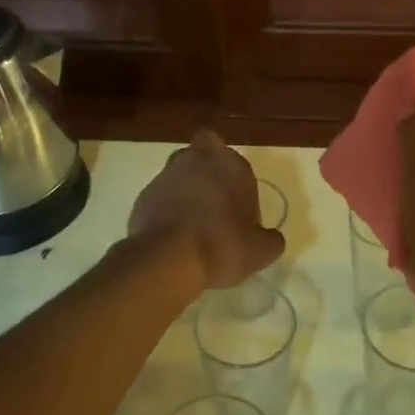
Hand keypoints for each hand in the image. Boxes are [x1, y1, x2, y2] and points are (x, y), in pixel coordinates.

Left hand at [128, 130, 284, 288]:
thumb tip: (271, 238)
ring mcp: (166, 175)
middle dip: (205, 172)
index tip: (238, 205)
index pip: (234, 159)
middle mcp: (197, 160)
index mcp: (231, 165)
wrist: (169, 259)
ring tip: (190, 224)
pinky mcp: (143, 195)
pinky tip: (171, 236)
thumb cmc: (223, 245)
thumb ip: (270, 239)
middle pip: (201, 155)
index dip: (234, 178)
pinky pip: (158, 197)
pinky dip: (164, 210)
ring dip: (183, 190)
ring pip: (177, 174)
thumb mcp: (261, 251)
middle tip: (212, 204)